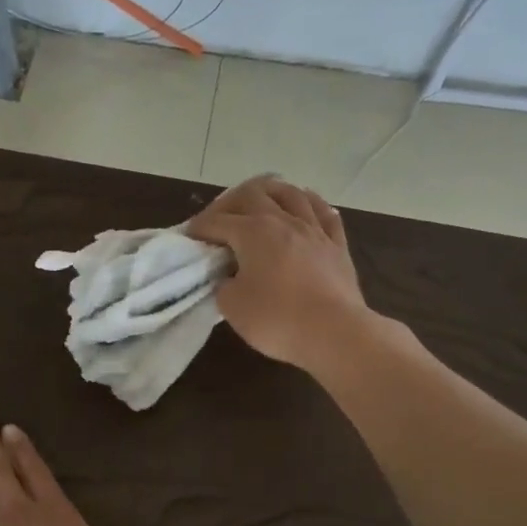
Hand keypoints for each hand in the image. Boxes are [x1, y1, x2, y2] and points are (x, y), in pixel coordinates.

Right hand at [186, 175, 372, 372]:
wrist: (334, 333)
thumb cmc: (276, 319)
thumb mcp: (232, 306)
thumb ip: (224, 284)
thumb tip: (230, 277)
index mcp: (253, 232)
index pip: (217, 222)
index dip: (199, 227)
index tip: (189, 236)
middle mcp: (283, 220)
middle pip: (252, 193)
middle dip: (230, 202)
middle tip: (219, 218)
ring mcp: (314, 230)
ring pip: (291, 193)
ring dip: (270, 192)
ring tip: (260, 201)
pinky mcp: (337, 245)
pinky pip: (325, 213)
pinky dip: (310, 204)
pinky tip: (305, 205)